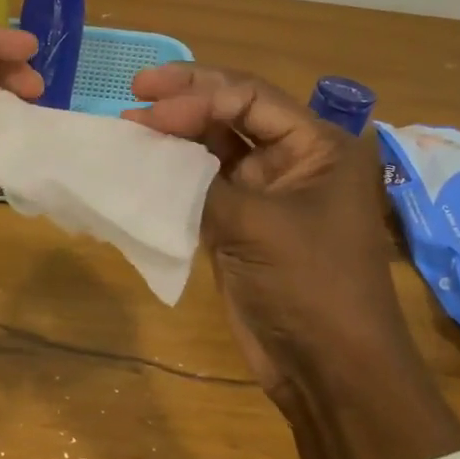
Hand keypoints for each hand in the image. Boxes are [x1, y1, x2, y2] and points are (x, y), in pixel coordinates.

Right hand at [124, 64, 459, 458]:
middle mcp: (293, 159)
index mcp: (318, 146)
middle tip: (136, 88)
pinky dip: (172, 173)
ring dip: (175, 135)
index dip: (197, 95)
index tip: (149, 105)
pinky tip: (141, 164)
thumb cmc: (310, 286)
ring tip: (130, 125)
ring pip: (213, 147)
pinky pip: (202, 184)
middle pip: (232, 113)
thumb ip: (200, 182)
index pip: (250, 98)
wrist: (328, 370)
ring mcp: (265, 192)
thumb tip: (145, 151)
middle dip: (185, 100)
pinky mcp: (241, 222)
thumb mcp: (257, 225)